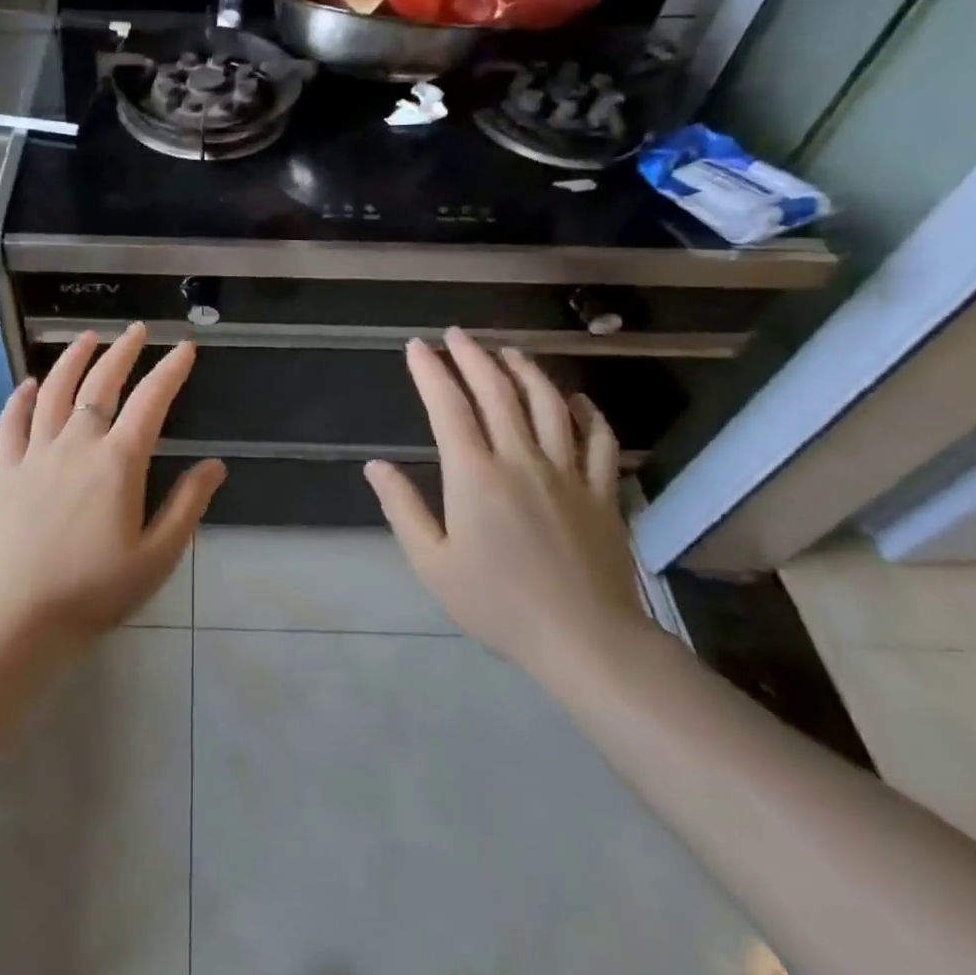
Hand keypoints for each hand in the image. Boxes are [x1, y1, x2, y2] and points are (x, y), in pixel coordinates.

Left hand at [0, 324, 224, 649]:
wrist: (18, 617)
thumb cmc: (95, 592)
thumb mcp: (156, 557)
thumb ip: (187, 507)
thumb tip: (214, 466)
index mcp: (118, 463)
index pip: (151, 401)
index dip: (170, 371)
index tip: (185, 348)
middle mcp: (77, 444)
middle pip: (101, 383)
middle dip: (123, 351)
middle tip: (137, 329)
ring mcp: (37, 454)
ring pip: (54, 391)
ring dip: (72, 359)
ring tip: (87, 337)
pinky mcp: (7, 470)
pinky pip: (11, 422)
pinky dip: (19, 397)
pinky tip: (27, 383)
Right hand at [365, 330, 652, 681]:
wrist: (585, 640)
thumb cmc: (498, 604)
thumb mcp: (432, 563)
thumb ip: (402, 508)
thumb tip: (374, 465)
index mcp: (475, 475)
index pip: (448, 407)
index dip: (430, 371)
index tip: (417, 346)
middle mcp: (520, 460)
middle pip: (497, 392)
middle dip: (473, 356)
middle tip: (457, 334)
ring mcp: (566, 472)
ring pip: (548, 404)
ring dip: (525, 370)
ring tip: (508, 352)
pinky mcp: (600, 492)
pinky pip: (598, 440)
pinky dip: (586, 412)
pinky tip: (574, 399)